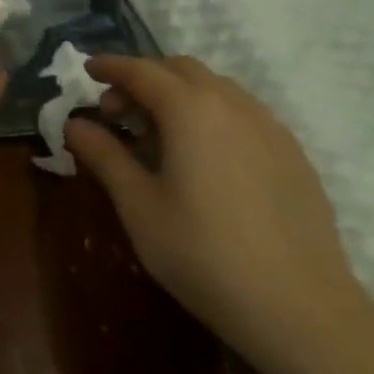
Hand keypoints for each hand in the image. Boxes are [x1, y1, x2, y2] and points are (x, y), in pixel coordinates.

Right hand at [64, 56, 373, 373]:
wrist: (298, 307)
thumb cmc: (201, 253)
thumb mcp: (138, 205)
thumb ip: (104, 155)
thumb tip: (75, 124)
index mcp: (190, 110)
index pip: (142, 71)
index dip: (111, 66)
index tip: (87, 70)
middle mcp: (234, 105)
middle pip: (182, 70)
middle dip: (145, 78)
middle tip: (116, 112)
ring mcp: (271, 128)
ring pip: (218, 88)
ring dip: (180, 94)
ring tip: (158, 133)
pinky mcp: (294, 155)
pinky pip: (244, 114)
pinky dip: (212, 114)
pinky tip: (204, 156)